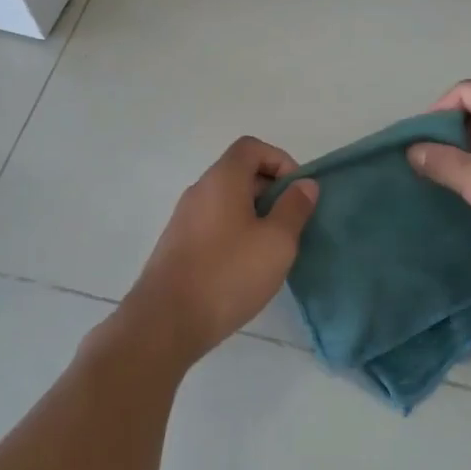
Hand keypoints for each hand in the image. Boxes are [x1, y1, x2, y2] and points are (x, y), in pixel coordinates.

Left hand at [119, 137, 318, 366]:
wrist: (165, 322)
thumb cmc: (228, 274)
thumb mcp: (276, 242)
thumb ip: (294, 208)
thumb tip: (305, 184)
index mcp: (222, 179)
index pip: (251, 147)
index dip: (280, 160)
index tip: (297, 191)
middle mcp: (199, 190)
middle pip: (239, 172)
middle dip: (271, 190)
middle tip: (291, 223)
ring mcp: (184, 218)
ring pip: (227, 201)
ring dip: (254, 214)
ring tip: (272, 248)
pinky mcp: (177, 245)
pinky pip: (213, 223)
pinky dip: (235, 232)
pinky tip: (245, 267)